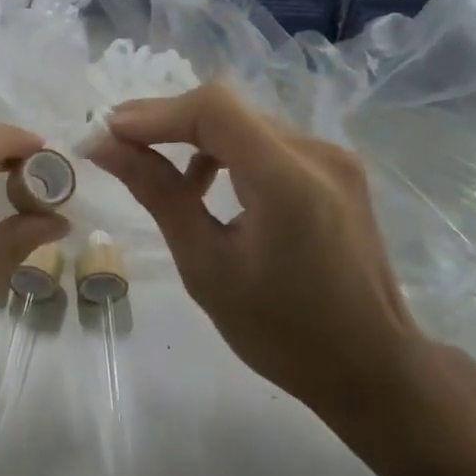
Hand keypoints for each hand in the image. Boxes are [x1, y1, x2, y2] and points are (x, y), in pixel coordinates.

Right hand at [89, 86, 425, 436]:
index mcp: (288, 181)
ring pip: (244, 121)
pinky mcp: (335, 168)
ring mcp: (333, 156)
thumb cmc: (281, 332)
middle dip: (166, 121)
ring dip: (194, 135)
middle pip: (227, 109)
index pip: (214, 109)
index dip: (154, 112)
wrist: (371, 367)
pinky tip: (206, 184)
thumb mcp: (205, 265)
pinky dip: (226, 150)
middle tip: (117, 145)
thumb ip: (157, 193)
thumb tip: (104, 146)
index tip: (107, 132)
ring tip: (157, 170)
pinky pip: (266, 140)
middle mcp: (317, 152)